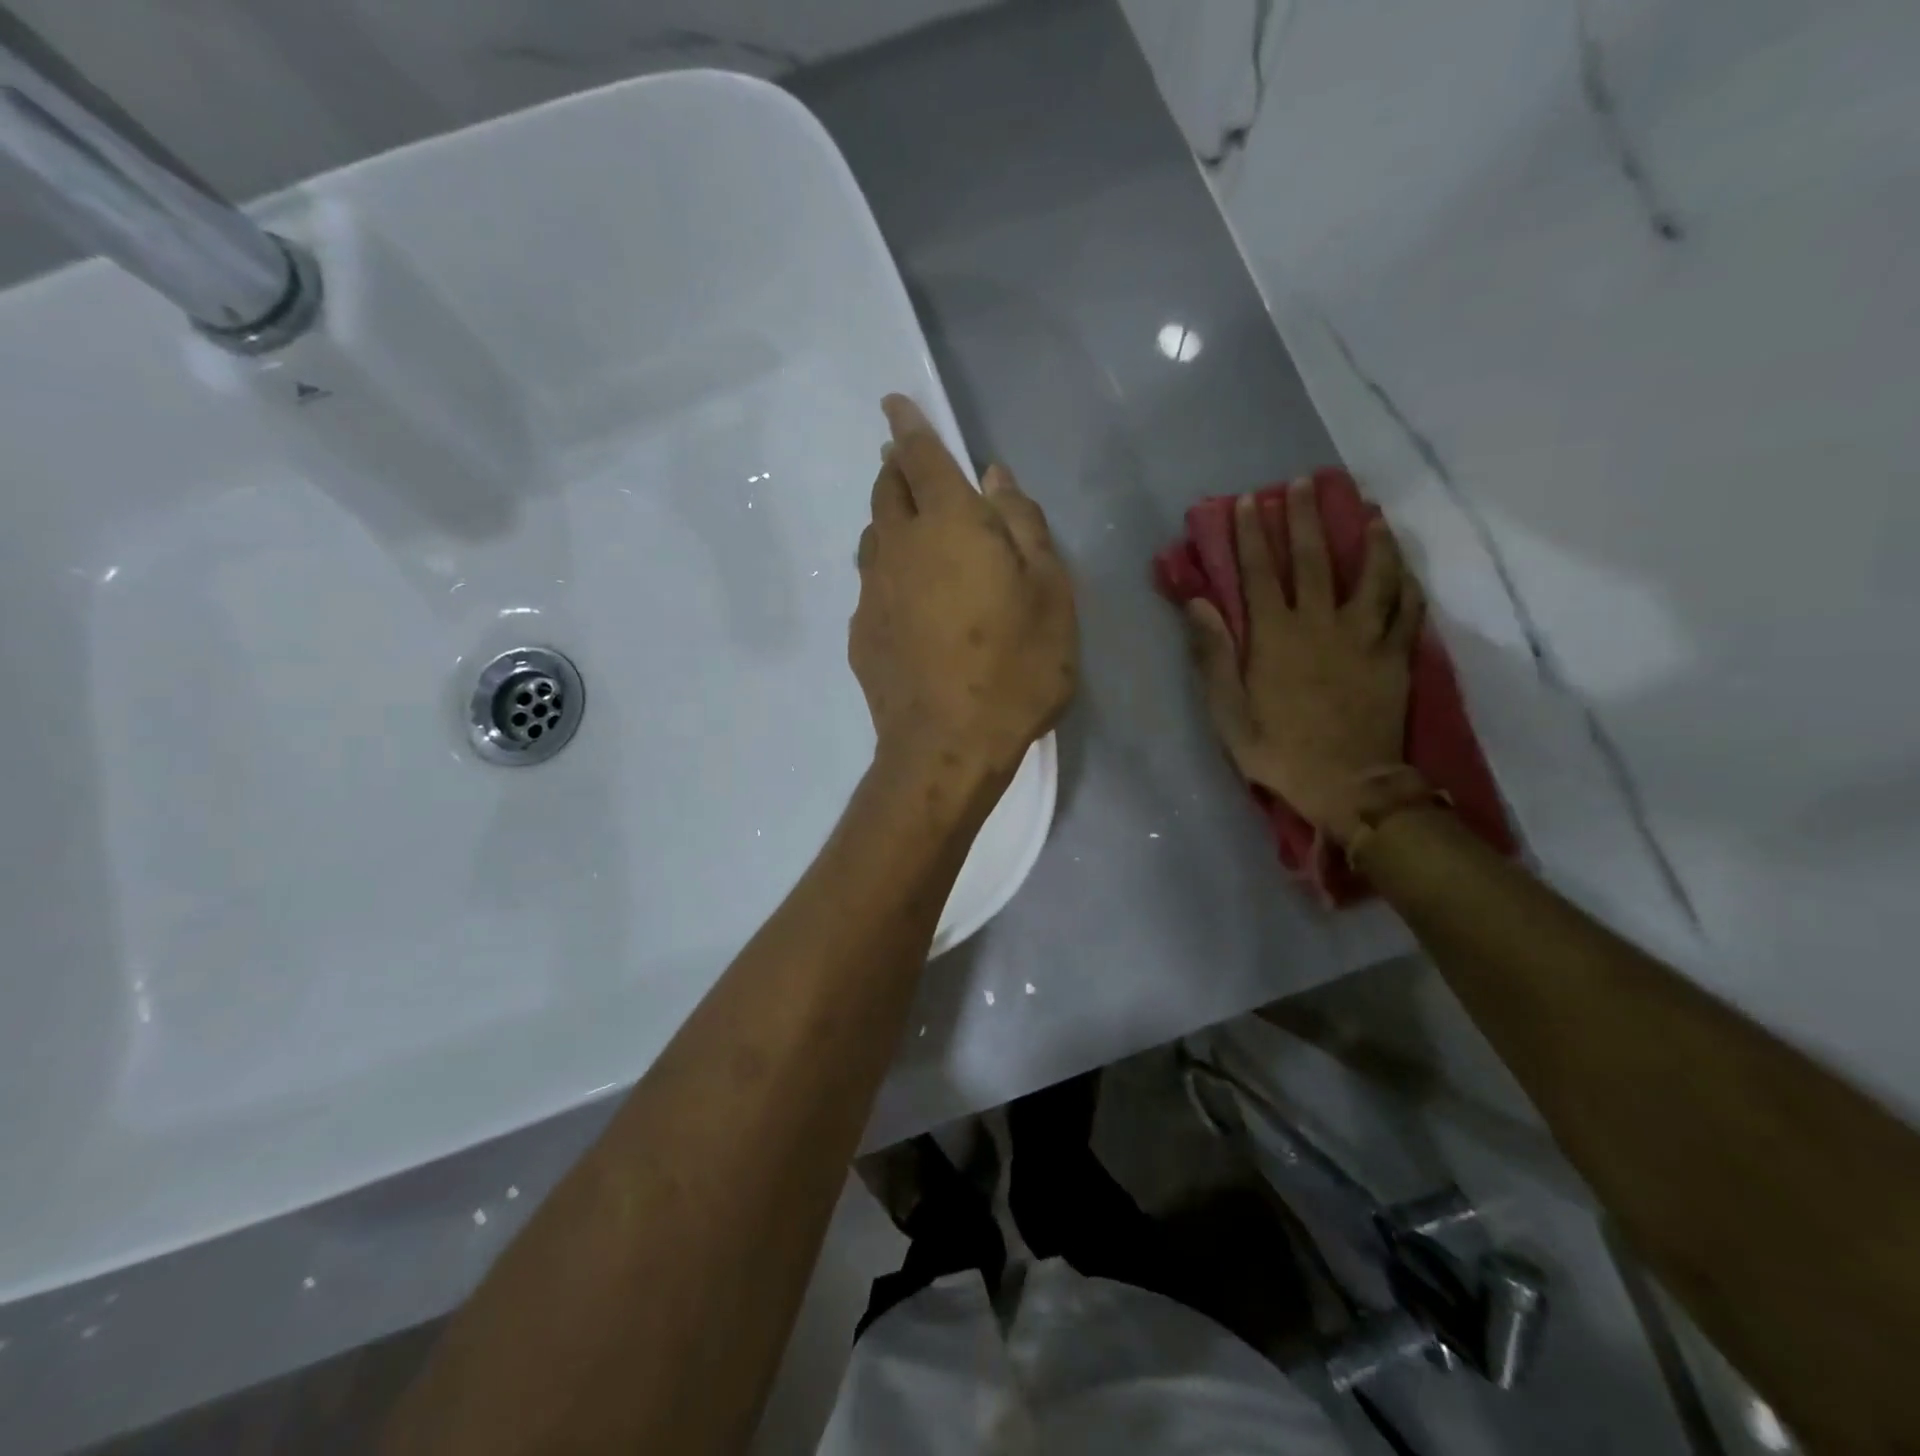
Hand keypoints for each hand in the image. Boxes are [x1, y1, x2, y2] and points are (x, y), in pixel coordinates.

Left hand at [850, 396, 1077, 787]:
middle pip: (886, 490)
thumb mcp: (1048, 592)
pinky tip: (905, 597)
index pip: (920, 456)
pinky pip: (871, 584)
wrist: (947, 748)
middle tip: (905, 461)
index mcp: (948, 524)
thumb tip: (994, 477)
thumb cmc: (1015, 667)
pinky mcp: (860, 633)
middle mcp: (898, 546)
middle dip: (895, 468)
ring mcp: (871, 592)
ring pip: (873, 536)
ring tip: (907, 524)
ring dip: (888, 519)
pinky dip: (887, 572)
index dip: (908, 425)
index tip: (894, 403)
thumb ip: (1022, 526)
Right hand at [1186, 481, 1423, 842]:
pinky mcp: (1395, 656)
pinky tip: (1406, 566)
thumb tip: (1200, 604)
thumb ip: (1214, 655)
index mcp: (1275, 636)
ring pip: (1372, 574)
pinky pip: (1407, 610)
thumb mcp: (1227, 711)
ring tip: (1369, 511)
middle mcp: (1321, 624)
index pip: (1260, 572)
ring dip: (1369, 539)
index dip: (1253, 535)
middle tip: (1306, 483)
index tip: (1250, 502)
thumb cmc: (1277, 750)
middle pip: (1315, 559)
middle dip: (1307, 518)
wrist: (1347, 784)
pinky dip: (1407, 583)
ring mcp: (1364, 637)